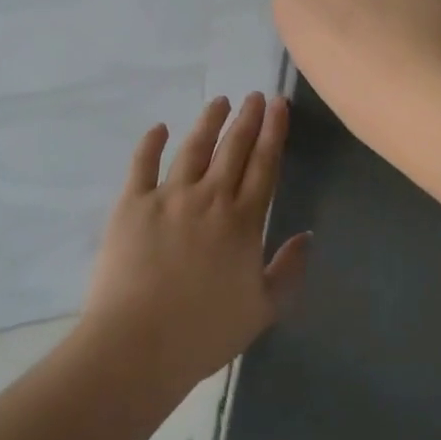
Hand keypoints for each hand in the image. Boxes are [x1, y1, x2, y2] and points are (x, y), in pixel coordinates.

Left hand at [80, 94, 309, 391]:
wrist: (138, 344)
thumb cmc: (204, 333)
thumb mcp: (262, 310)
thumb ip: (288, 270)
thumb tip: (308, 235)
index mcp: (242, 222)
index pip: (263, 166)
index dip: (273, 133)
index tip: (278, 104)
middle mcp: (209, 198)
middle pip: (232, 149)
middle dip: (246, 119)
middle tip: (254, 96)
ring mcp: (168, 196)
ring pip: (193, 148)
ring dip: (208, 121)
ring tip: (219, 101)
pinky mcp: (132, 203)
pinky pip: (143, 164)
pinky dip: (151, 143)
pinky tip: (159, 127)